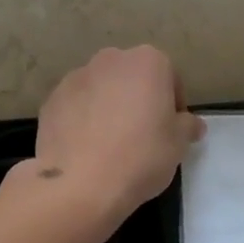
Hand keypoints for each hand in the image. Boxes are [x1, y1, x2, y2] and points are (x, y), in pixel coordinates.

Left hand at [32, 46, 204, 224]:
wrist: (81, 183)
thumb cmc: (141, 156)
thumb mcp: (178, 144)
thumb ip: (187, 126)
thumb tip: (191, 124)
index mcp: (147, 61)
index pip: (169, 78)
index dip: (173, 104)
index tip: (170, 130)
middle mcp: (111, 59)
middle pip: (132, 78)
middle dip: (138, 99)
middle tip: (142, 135)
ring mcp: (76, 77)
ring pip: (102, 89)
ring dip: (109, 106)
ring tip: (110, 143)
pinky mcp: (52, 99)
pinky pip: (76, 105)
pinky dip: (82, 119)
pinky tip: (86, 148)